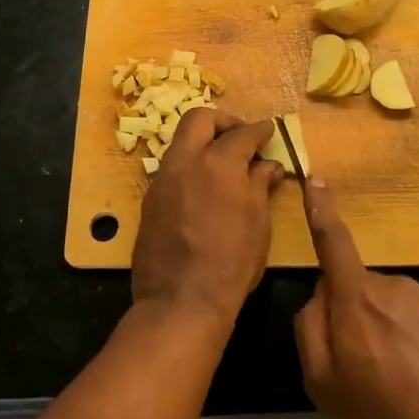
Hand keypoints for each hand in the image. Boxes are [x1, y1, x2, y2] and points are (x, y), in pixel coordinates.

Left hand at [131, 110, 284, 330]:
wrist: (181, 299)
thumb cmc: (232, 262)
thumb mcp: (258, 223)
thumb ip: (260, 185)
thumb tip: (268, 166)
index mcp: (218, 163)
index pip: (242, 133)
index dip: (259, 131)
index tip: (269, 132)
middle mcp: (186, 161)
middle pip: (199, 118)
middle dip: (222, 121)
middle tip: (240, 137)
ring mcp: (162, 179)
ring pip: (180, 142)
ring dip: (202, 143)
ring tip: (222, 163)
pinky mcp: (150, 199)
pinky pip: (171, 168)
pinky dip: (189, 167)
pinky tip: (203, 187)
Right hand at [293, 178, 418, 418]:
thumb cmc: (381, 416)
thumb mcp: (322, 384)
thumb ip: (309, 329)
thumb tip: (320, 296)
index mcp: (355, 298)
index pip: (333, 242)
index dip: (321, 210)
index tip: (316, 179)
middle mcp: (394, 287)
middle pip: (363, 289)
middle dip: (359, 315)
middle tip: (366, 368)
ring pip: (396, 307)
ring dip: (393, 331)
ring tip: (403, 382)